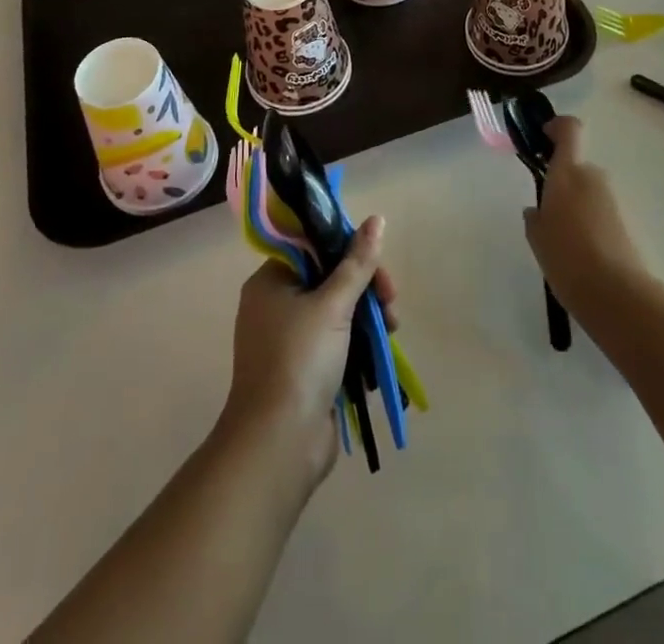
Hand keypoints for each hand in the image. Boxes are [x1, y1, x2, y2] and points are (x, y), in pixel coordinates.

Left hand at [222, 216, 397, 482]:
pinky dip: (360, 341)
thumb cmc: (300, 360)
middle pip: (330, 277)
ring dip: (368, 315)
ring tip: (392, 329)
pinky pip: (337, 340)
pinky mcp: (305, 369)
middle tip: (391, 300)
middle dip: (365, 286)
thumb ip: (358, 262)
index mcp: (271, 281)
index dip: (348, 249)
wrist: (279, 445)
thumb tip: (378, 218)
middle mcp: (276, 305)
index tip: (376, 263)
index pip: (314, 246)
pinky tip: (381, 350)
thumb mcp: (333, 304)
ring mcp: (290, 339)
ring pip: (338, 310)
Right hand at [523, 117, 646, 312]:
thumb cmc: (566, 257)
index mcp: (568, 172)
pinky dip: (592, 225)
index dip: (557, 126)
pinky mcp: (628, 222)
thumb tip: (537, 210)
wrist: (617, 294)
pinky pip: (602, 213)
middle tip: (548, 215)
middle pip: (577, 167)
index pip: (569, 129)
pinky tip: (583, 255)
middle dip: (563, 184)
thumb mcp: (537, 237)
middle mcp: (593, 177)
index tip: (543, 137)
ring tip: (565, 243)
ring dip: (577, 207)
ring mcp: (614, 199)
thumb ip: (535, 217)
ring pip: (589, 193)